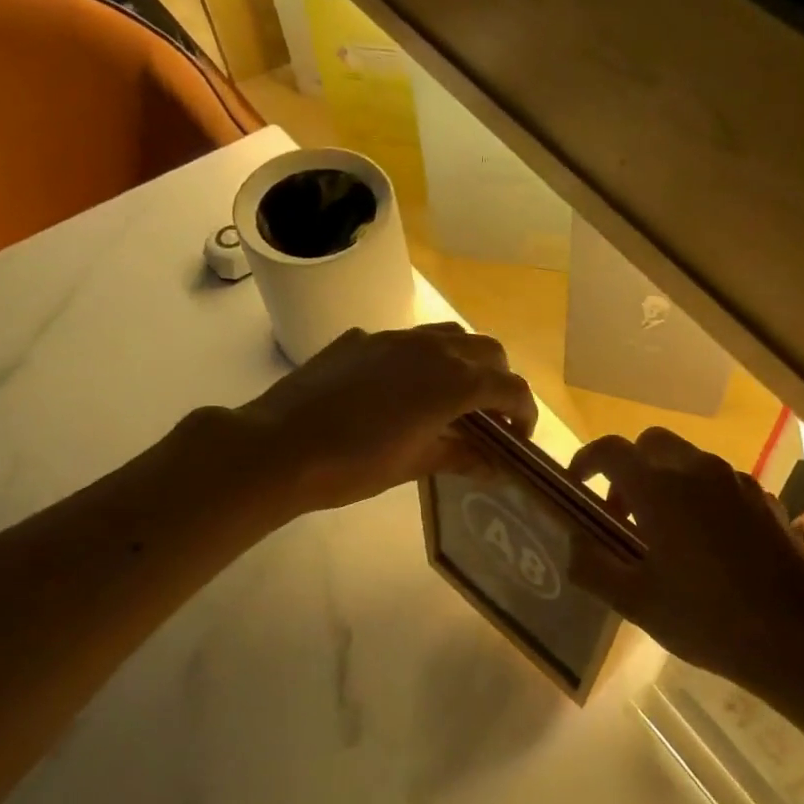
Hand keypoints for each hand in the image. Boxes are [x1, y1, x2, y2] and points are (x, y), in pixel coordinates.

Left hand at [235, 324, 536, 512]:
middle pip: (487, 351)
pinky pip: (406, 341)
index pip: (510, 387)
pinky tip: (398, 392)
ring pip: (448, 336)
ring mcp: (393, 338)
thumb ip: (461, 457)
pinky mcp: (361, 340)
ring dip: (463, 362)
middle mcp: (431, 348)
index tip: (518, 437)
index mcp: (452, 382)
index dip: (524, 412)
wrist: (279, 446)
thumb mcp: (414, 465)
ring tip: (450, 398)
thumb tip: (495, 466)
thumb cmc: (353, 465)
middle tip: (489, 416)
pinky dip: (421, 361)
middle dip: (499, 380)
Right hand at [570, 428, 803, 693]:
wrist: (800, 635)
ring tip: (664, 535)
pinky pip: (719, 482)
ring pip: (688, 460)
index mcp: (660, 489)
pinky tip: (706, 545)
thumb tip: (572, 542)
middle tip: (622, 515)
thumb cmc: (708, 619)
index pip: (611, 450)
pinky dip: (699, 496)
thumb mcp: (636, 603)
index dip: (586, 461)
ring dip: (664, 482)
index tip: (577, 487)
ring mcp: (737, 481)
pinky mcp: (765, 498)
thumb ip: (593, 566)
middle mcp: (698, 470)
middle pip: (651, 444)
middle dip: (628, 469)